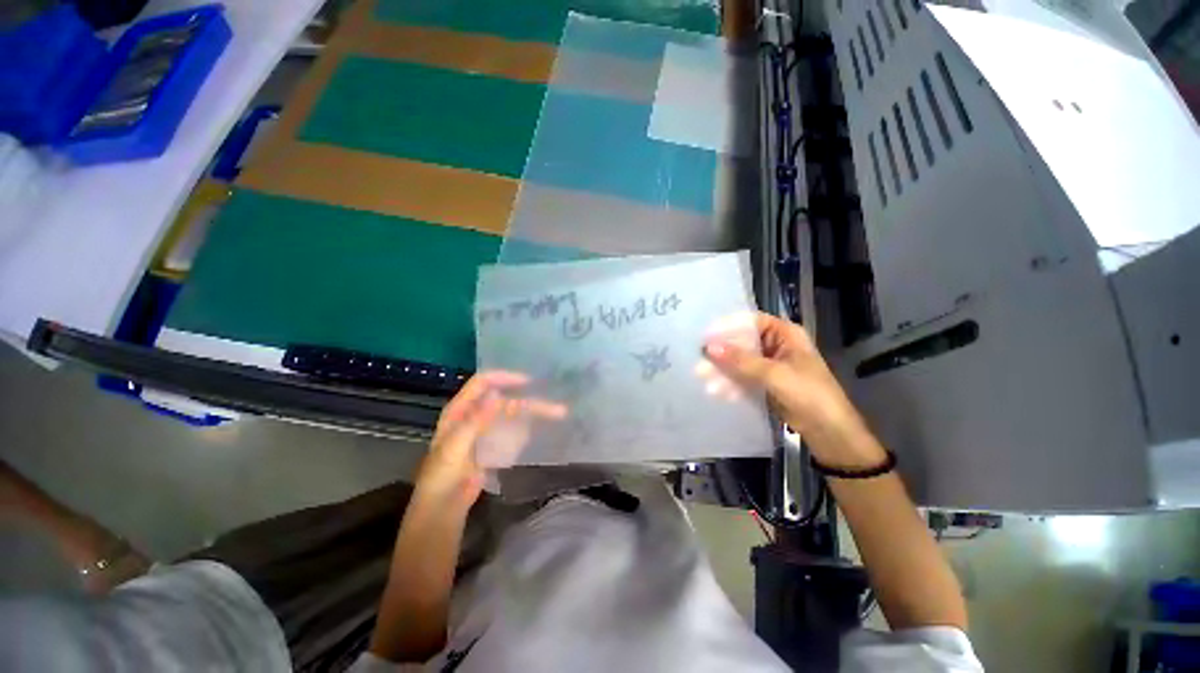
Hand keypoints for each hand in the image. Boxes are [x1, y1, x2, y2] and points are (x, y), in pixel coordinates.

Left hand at [417, 371, 565, 507]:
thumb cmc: (442, 478)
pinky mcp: (493, 445)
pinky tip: (543, 427)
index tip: (529, 382)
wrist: (442, 510)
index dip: (505, 377)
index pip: (483, 382)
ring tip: (557, 414)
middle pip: (505, 400)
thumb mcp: (455, 448)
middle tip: (556, 407)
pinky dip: (528, 426)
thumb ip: (475, 421)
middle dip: (530, 401)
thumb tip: (497, 395)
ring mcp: (485, 430)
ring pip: (513, 414)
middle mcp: (474, 415)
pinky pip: (513, 430)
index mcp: (459, 410)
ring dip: (533, 413)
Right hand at [704, 312, 884, 468]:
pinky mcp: (765, 383)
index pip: (750, 321)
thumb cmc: (809, 394)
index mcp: (785, 334)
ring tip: (704, 381)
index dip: (727, 326)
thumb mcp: (775, 374)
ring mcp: (769, 365)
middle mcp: (775, 345)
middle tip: (700, 363)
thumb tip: (709, 347)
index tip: (705, 335)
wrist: (829, 432)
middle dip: (721, 354)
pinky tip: (717, 392)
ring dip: (723, 371)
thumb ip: (741, 360)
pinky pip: (743, 377)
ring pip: (740, 362)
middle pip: (742, 343)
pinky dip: (731, 383)